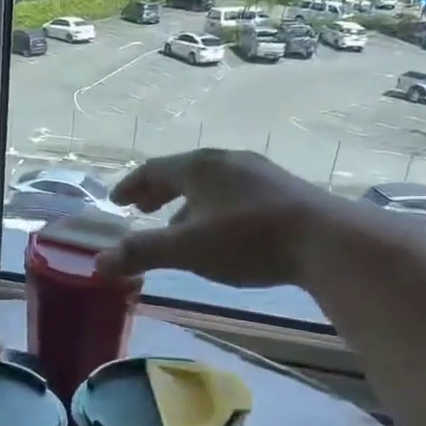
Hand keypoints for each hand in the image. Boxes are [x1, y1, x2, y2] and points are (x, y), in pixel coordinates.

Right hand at [97, 149, 344, 286]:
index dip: (131, 185)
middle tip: (141, 209)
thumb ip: (142, 253)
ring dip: (186, 202)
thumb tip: (98, 263)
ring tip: (178, 225)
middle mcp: (227, 161)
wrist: (327, 241)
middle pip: (183, 172)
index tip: (116, 200)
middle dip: (157, 191)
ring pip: (211, 184)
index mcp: (199, 167)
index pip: (154, 169)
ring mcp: (259, 173)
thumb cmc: (247, 240)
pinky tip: (221, 232)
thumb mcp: (187, 249)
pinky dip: (214, 208)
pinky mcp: (283, 190)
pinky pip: (234, 193)